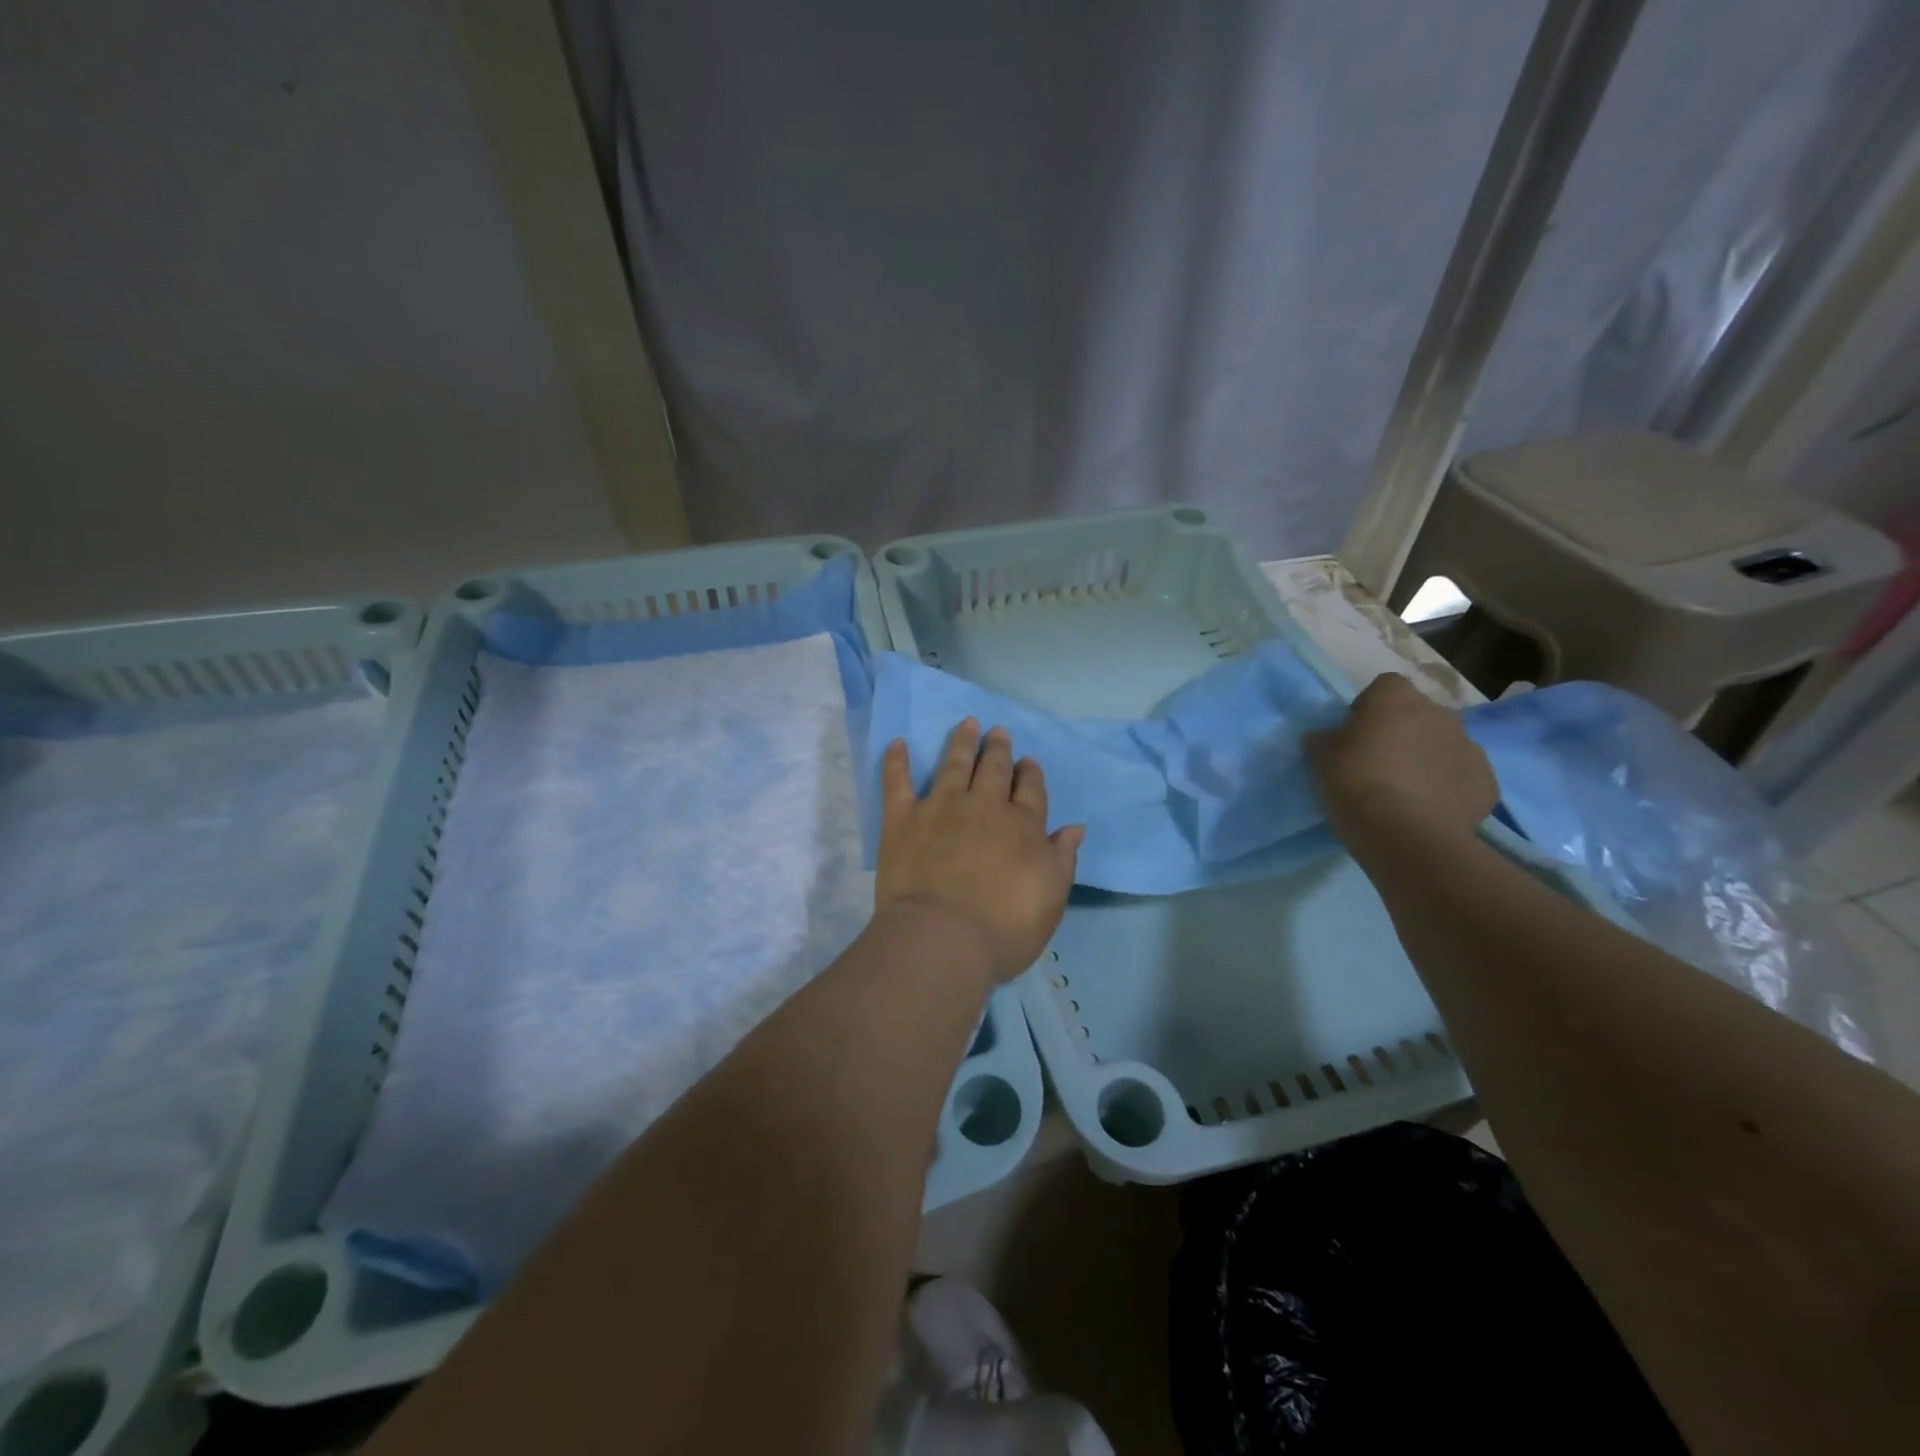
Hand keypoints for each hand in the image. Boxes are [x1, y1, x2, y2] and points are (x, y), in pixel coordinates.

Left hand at [876, 719, 1085, 984]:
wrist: (943, 937)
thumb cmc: (1005, 928)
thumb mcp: (1051, 898)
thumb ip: (1062, 858)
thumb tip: (1074, 827)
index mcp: (1022, 826)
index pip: (1030, 790)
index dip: (1030, 773)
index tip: (1027, 761)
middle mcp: (984, 806)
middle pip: (994, 770)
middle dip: (998, 750)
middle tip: (999, 732)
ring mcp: (941, 807)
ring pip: (954, 765)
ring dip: (962, 743)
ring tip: (968, 724)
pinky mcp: (903, 818)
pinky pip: (897, 782)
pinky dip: (897, 761)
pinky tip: (898, 744)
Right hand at [1304, 673, 1497, 860]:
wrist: (1405, 835)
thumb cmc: (1355, 783)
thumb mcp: (1320, 757)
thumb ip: (1325, 739)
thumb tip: (1328, 737)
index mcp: (1396, 699)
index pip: (1384, 687)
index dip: (1369, 708)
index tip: (1355, 734)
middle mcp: (1439, 714)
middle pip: (1419, 715)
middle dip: (1403, 733)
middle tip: (1379, 764)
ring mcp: (1469, 747)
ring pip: (1444, 745)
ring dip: (1428, 759)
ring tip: (1405, 792)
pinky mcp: (1487, 783)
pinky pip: (1463, 778)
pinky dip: (1449, 788)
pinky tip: (1429, 810)